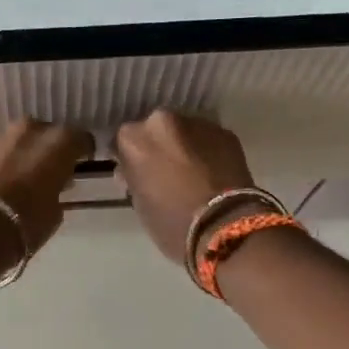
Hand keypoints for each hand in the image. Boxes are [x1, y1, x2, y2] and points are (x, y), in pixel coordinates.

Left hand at [0, 119, 93, 253]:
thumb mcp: (54, 212)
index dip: (80, 152)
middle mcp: (27, 131)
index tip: (78, 164)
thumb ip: (56, 190)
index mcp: (57, 144)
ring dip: (12, 155)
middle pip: (42, 133)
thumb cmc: (25, 225)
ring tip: (8, 180)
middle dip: (43, 149)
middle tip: (41, 172)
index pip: (78, 139)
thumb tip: (51, 185)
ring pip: (9, 141)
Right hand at [114, 111, 259, 264]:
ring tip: (190, 173)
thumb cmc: (171, 223)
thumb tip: (134, 171)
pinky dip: (206, 151)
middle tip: (164, 172)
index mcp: (134, 138)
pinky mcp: (226, 132)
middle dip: (157, 147)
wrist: (224, 227)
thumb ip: (134, 178)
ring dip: (183, 146)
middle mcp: (162, 121)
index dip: (129, 158)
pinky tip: (210, 172)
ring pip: (183, 131)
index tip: (134, 173)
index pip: (122, 142)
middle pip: (154, 130)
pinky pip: (207, 139)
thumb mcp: (139, 203)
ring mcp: (197, 123)